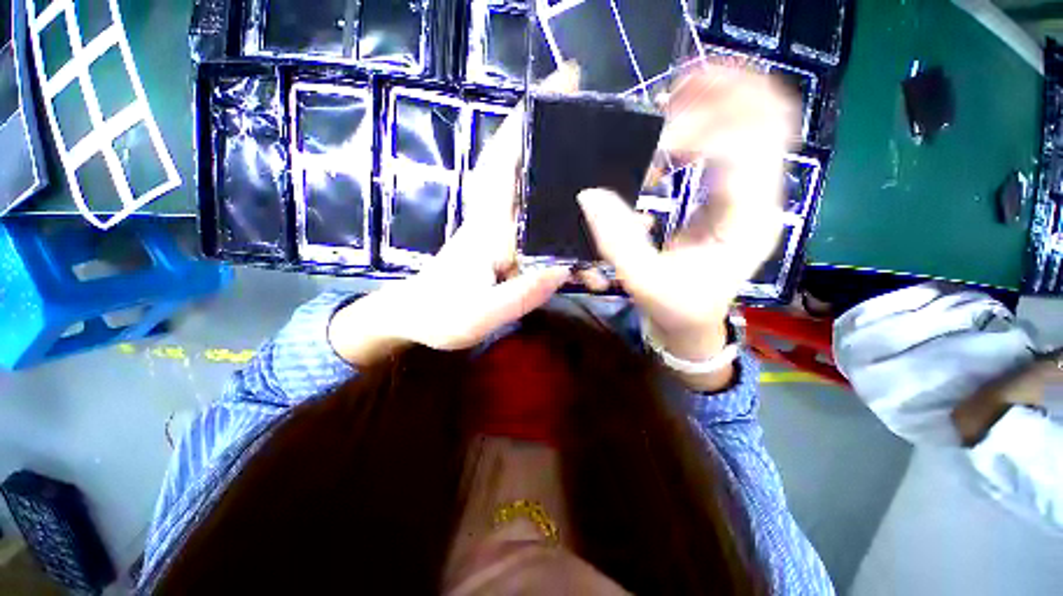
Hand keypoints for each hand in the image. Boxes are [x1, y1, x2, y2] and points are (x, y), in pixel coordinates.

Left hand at [329, 64, 580, 362]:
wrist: (414, 318)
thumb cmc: (438, 317)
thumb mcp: (477, 315)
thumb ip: (518, 295)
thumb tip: (564, 269)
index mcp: (487, 228)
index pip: (506, 166)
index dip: (526, 126)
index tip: (560, 87)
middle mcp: (495, 220)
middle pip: (523, 167)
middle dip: (553, 137)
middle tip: (592, 118)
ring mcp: (500, 231)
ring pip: (533, 194)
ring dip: (562, 177)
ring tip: (602, 172)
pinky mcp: (504, 245)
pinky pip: (536, 223)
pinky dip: (559, 216)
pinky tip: (581, 227)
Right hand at [578, 64, 797, 364]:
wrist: (695, 322)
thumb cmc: (676, 307)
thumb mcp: (643, 281)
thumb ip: (617, 240)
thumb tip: (589, 194)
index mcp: (745, 224)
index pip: (743, 150)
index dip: (699, 133)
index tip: (655, 147)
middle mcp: (760, 200)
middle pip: (768, 119)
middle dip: (724, 94)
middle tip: (672, 93)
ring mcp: (752, 193)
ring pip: (758, 121)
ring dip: (720, 99)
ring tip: (674, 97)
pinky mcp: (735, 194)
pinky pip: (736, 139)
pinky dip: (711, 120)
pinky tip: (677, 125)